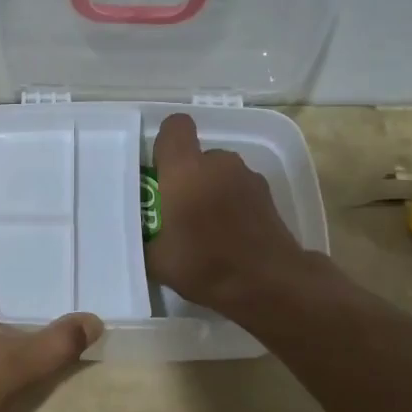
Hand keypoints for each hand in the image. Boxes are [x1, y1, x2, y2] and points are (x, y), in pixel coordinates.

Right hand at [144, 114, 307, 315]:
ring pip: (220, 173)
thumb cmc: (206, 265)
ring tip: (207, 228)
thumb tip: (141, 235)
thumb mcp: (157, 261)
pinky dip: (232, 205)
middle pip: (197, 156)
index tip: (159, 170)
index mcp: (185, 170)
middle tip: (179, 212)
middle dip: (187, 177)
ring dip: (211, 191)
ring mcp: (248, 176)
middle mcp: (218, 163)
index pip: (175, 127)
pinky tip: (230, 237)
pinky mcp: (268, 195)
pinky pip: (239, 190)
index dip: (166, 143)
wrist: (270, 284)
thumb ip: (145, 238)